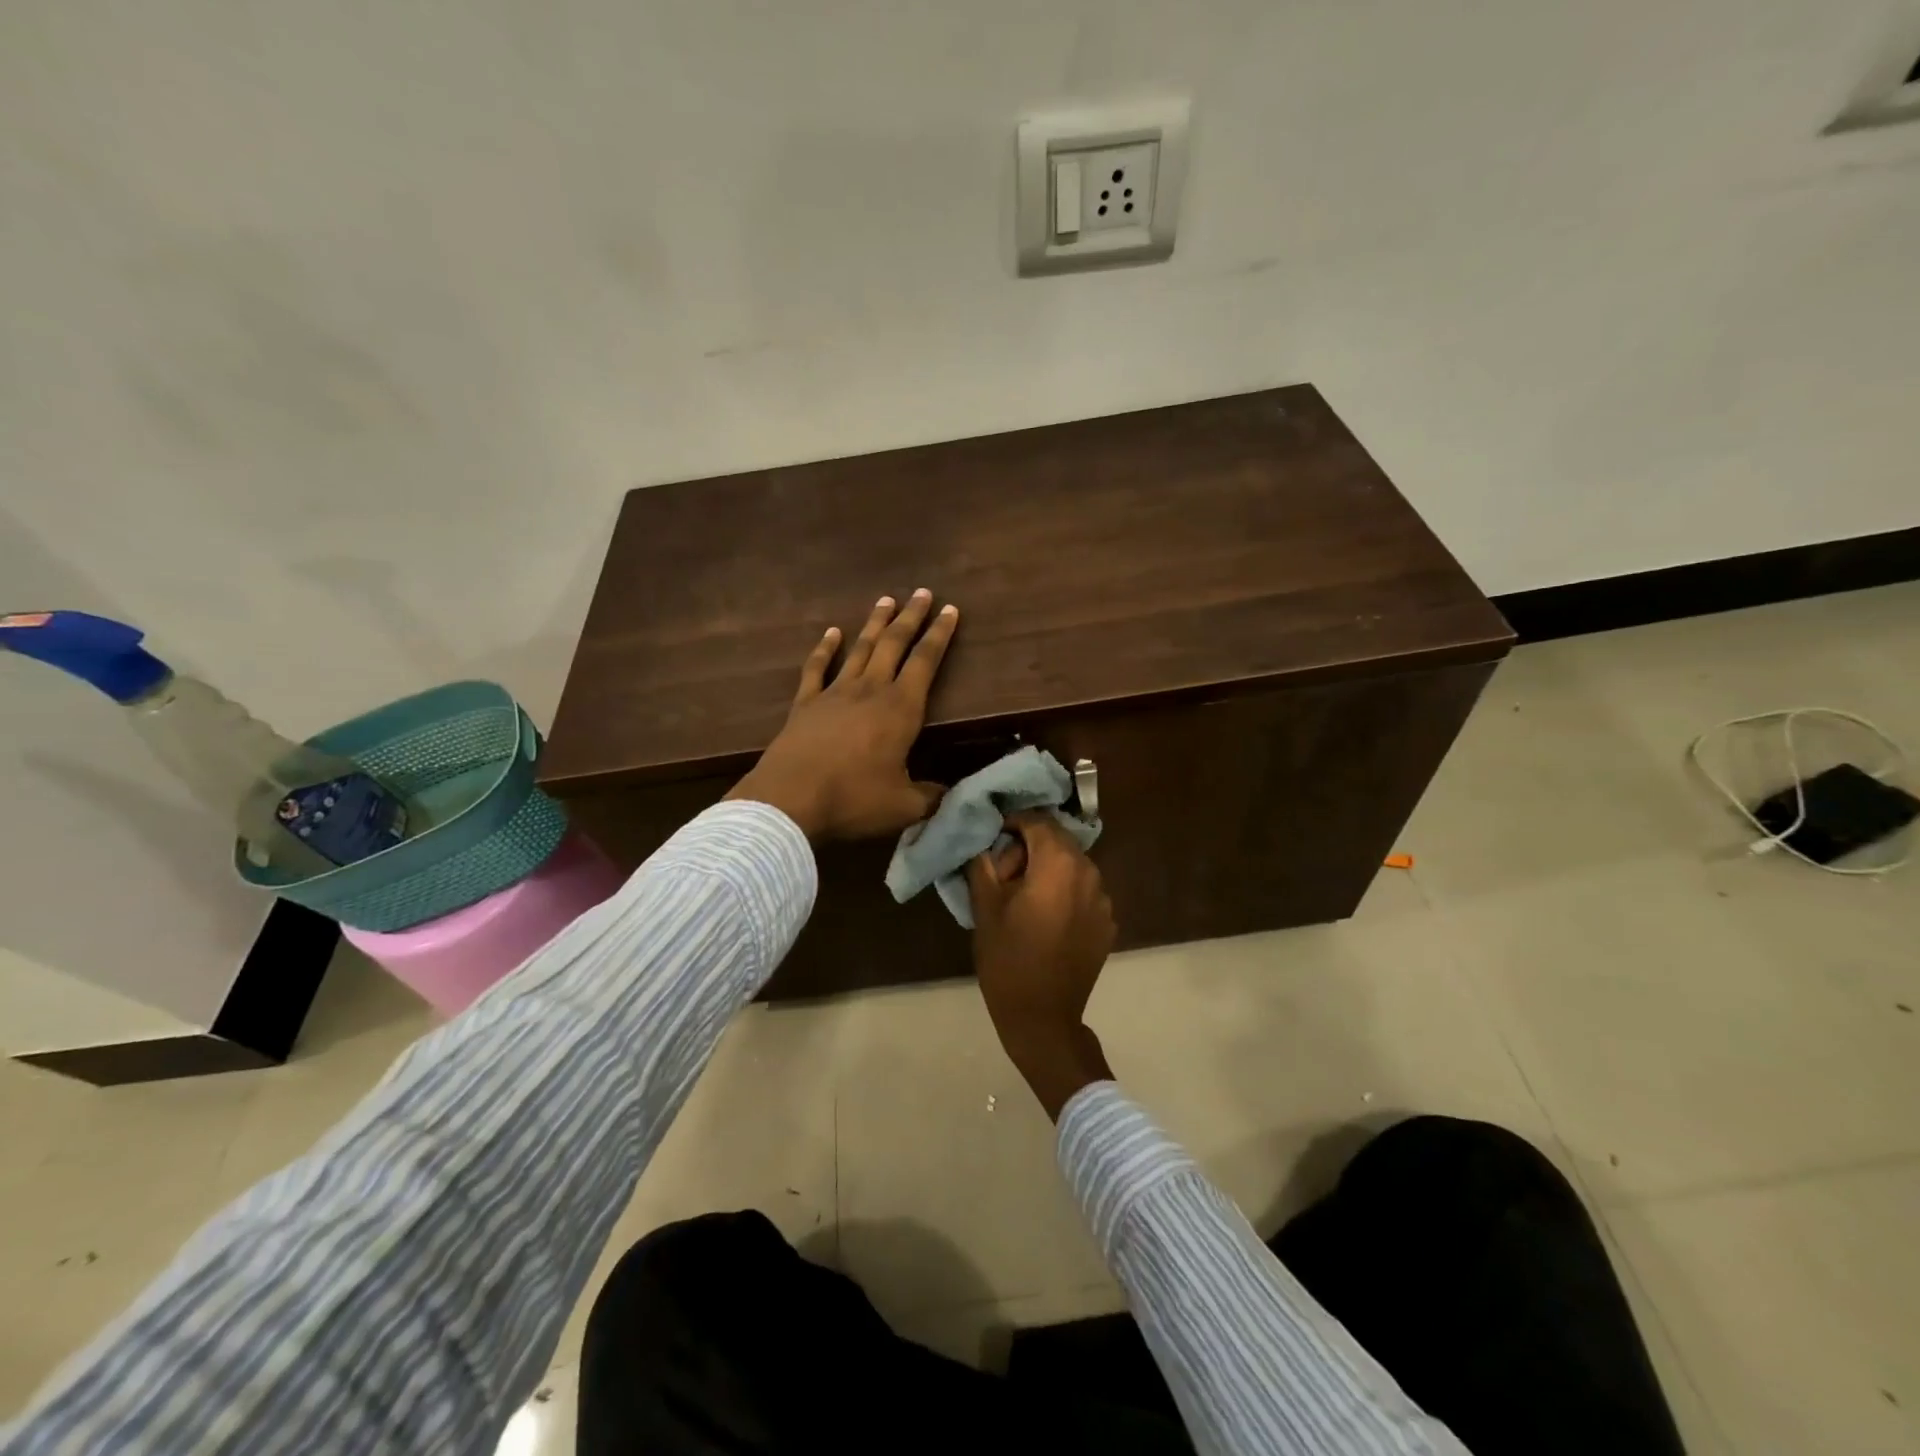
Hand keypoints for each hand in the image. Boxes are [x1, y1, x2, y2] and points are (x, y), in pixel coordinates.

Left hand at [726, 590, 958, 840]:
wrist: (790, 800)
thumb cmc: (853, 799)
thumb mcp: (904, 806)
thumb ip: (930, 797)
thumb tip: (949, 794)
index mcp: (900, 709)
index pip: (926, 662)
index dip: (940, 635)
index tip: (950, 610)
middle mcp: (870, 690)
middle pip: (894, 644)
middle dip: (911, 617)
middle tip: (922, 592)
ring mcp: (834, 693)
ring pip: (860, 649)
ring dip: (875, 624)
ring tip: (886, 600)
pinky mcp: (805, 703)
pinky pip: (817, 667)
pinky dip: (825, 648)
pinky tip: (832, 632)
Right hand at [968, 811, 1116, 1118]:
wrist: (1043, 1018)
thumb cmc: (1008, 959)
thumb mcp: (985, 907)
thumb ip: (984, 863)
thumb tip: (984, 841)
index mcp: (1059, 864)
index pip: (1037, 821)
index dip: (1012, 823)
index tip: (992, 838)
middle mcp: (1089, 873)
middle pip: (1057, 841)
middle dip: (1029, 848)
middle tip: (1003, 873)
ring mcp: (1103, 899)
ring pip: (1071, 866)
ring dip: (1047, 870)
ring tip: (1022, 897)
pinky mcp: (1107, 922)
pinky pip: (1083, 891)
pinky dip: (1063, 892)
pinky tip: (1044, 918)